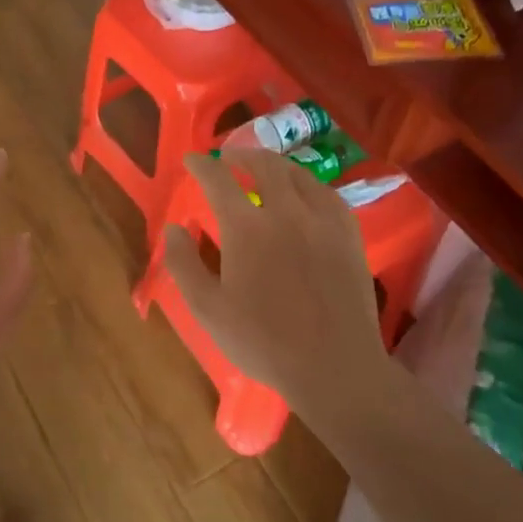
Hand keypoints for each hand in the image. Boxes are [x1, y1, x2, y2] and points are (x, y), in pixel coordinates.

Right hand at [162, 149, 387, 412]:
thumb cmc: (263, 342)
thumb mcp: (208, 309)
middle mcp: (286, 212)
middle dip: (241, 154)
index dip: (201, 165)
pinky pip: (328, 194)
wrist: (334, 367)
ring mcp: (323, 221)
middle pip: (263, 165)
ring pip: (298, 174)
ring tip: (264, 169)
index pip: (218, 179)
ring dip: (275, 165)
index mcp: (247, 227)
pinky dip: (308, 185)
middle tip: (228, 158)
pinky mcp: (349, 236)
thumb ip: (184, 263)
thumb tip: (173, 228)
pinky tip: (305, 194)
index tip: (191, 160)